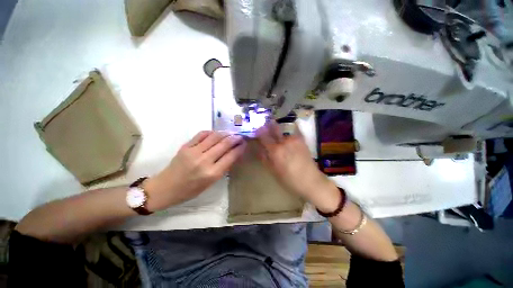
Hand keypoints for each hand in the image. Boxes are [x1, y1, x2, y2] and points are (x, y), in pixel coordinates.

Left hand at [144, 131, 245, 210]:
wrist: (165, 188)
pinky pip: (202, 134)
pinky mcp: (185, 146)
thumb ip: (223, 168)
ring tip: (230, 133)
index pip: (231, 156)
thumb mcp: (210, 183)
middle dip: (235, 138)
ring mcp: (194, 152)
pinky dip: (211, 132)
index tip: (244, 143)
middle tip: (240, 136)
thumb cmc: (190, 190)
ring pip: (214, 137)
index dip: (240, 148)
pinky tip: (216, 134)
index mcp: (212, 174)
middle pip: (224, 144)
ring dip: (225, 133)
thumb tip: (233, 154)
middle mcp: (204, 161)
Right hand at [255, 122, 339, 211]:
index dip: (259, 131)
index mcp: (275, 150)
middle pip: (274, 128)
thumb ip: (264, 158)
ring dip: (279, 131)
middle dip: (269, 125)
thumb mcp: (273, 171)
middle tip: (266, 124)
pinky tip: (289, 136)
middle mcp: (284, 142)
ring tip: (279, 135)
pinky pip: (293, 132)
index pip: (263, 135)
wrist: (310, 181)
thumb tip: (259, 148)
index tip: (257, 129)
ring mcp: (294, 139)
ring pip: (284, 130)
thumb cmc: (289, 179)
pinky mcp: (302, 140)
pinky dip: (289, 133)